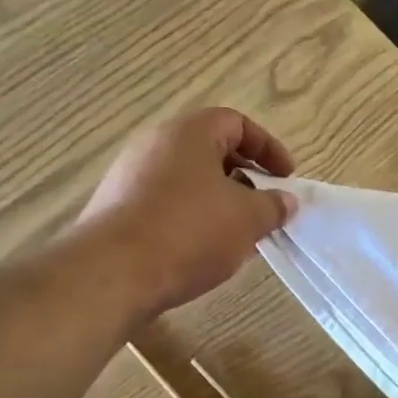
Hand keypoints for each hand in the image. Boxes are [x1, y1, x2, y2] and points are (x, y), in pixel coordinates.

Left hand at [77, 108, 297, 317]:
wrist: (111, 274)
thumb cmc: (189, 231)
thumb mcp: (247, 218)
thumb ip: (273, 205)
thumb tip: (285, 201)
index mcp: (188, 133)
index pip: (236, 123)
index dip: (267, 147)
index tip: (285, 178)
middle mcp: (155, 145)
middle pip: (211, 151)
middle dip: (245, 179)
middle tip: (265, 208)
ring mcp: (130, 177)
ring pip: (189, 181)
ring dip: (220, 203)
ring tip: (239, 236)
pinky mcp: (117, 210)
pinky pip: (166, 204)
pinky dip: (193, 220)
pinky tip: (204, 252)